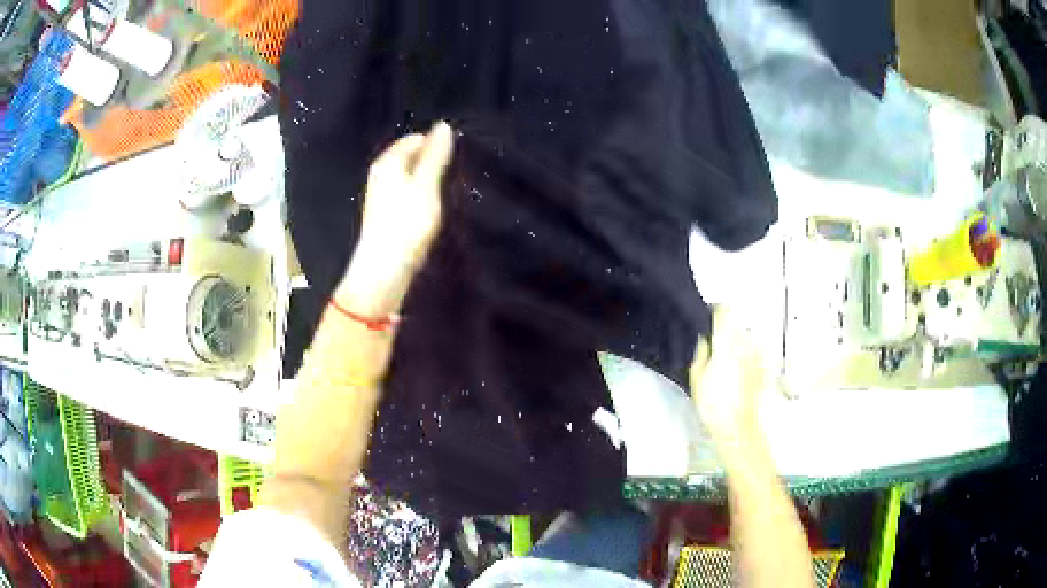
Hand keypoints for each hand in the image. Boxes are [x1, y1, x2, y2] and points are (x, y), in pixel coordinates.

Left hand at [336, 122, 454, 316]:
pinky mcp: (388, 213)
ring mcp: (383, 194)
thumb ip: (435, 156)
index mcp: (388, 162)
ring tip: (447, 195)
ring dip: (430, 182)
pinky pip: (410, 193)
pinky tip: (432, 211)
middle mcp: (382, 173)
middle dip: (434, 163)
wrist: (384, 269)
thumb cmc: (406, 224)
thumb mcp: (426, 185)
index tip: (455, 161)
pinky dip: (423, 197)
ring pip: (412, 176)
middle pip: (413, 157)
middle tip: (454, 178)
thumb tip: (443, 126)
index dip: (437, 145)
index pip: (416, 139)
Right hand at [689, 306, 764, 447]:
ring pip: (746, 338)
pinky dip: (747, 357)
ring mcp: (757, 355)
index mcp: (726, 342)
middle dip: (726, 331)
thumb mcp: (697, 378)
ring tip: (726, 363)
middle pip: (736, 324)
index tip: (709, 316)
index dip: (716, 311)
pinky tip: (739, 373)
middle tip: (715, 346)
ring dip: (737, 344)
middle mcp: (745, 343)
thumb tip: (704, 340)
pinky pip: (754, 353)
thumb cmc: (715, 406)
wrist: (738, 427)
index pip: (724, 311)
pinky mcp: (764, 367)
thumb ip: (701, 353)